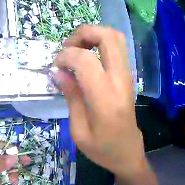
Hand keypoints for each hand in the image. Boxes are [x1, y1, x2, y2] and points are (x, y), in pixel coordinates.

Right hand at [52, 25, 145, 176]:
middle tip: (69, 48)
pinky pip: (117, 46)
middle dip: (83, 33)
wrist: (128, 151)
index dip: (66, 56)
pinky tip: (90, 56)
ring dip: (93, 34)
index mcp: (105, 99)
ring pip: (114, 36)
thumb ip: (71, 97)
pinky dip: (101, 42)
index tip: (57, 66)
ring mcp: (127, 75)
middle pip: (106, 36)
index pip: (85, 60)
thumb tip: (58, 72)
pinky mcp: (128, 74)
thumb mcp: (79, 132)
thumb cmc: (103, 148)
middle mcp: (119, 80)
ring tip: (79, 48)